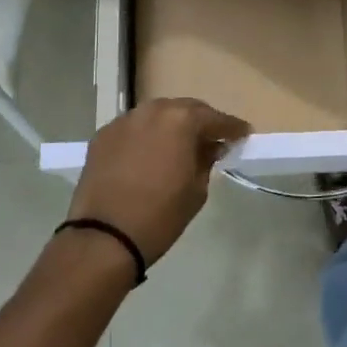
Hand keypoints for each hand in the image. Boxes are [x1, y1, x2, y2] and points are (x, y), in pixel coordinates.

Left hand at [69, 99, 250, 265]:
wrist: (105, 237)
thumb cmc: (160, 215)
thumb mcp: (196, 190)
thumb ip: (206, 160)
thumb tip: (210, 147)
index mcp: (181, 120)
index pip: (215, 118)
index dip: (232, 128)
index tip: (243, 134)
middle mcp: (152, 110)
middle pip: (184, 109)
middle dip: (200, 122)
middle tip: (212, 138)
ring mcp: (124, 121)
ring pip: (156, 115)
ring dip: (171, 126)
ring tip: (180, 144)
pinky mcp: (103, 135)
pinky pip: (133, 129)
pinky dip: (146, 136)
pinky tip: (149, 153)